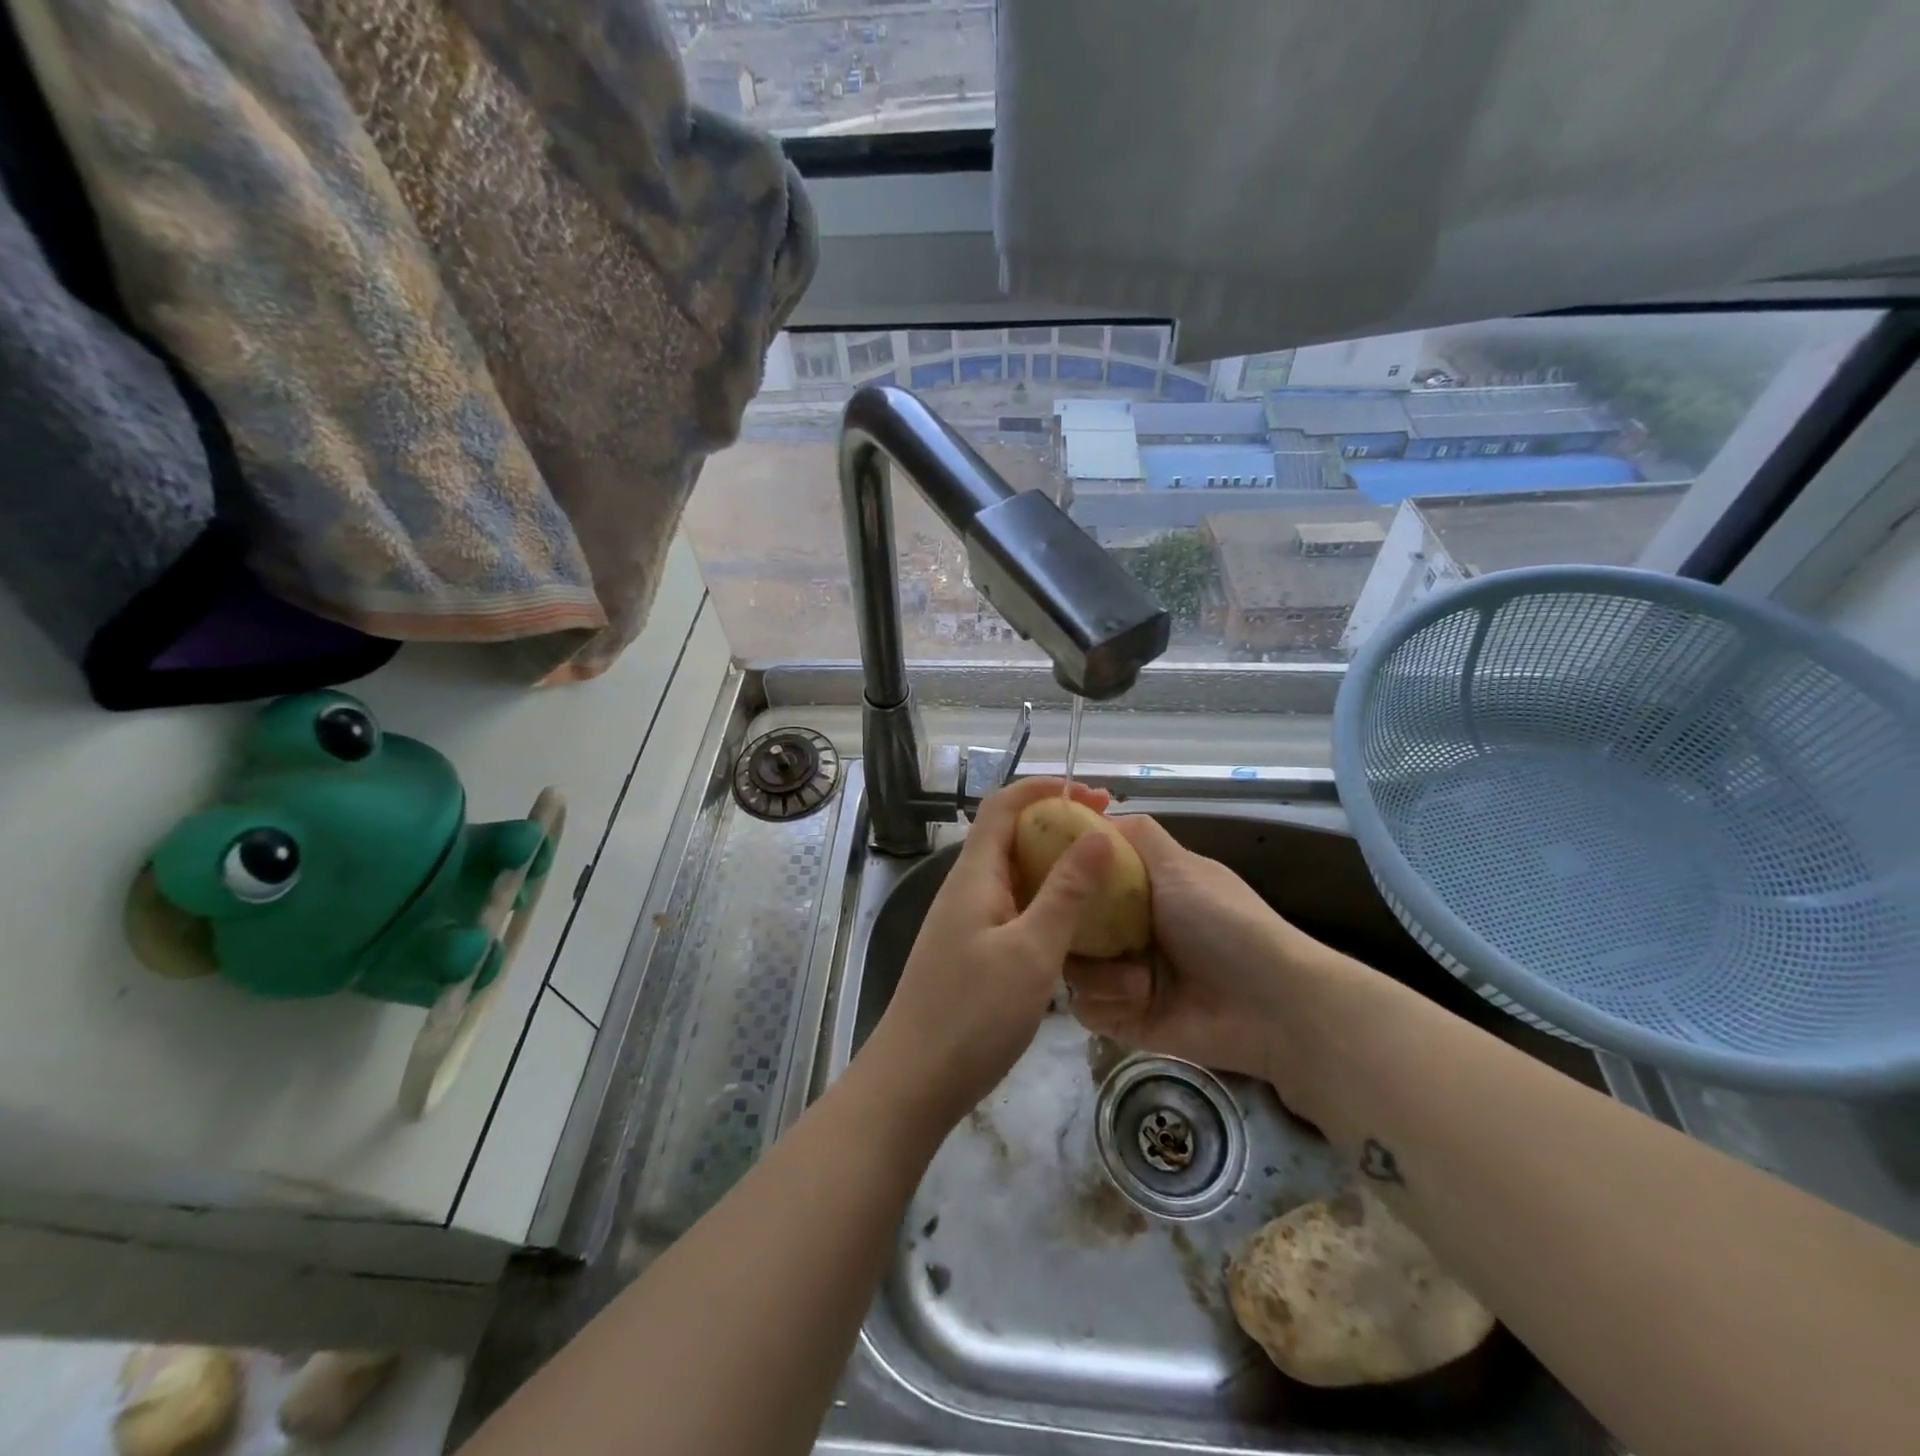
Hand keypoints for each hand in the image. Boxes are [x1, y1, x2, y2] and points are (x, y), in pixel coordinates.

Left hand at [858, 777, 1118, 1132]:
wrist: (913, 1082)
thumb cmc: (972, 1014)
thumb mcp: (1031, 951)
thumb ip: (1066, 893)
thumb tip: (1098, 836)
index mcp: (974, 875)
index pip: (1004, 806)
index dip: (1044, 789)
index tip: (1093, 795)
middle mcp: (967, 888)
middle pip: (1010, 836)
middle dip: (1057, 826)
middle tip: (1110, 837)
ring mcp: (967, 922)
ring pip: (1014, 875)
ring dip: (1054, 867)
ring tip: (1102, 877)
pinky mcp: (972, 952)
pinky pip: (1013, 909)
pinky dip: (1045, 903)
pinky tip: (1075, 925)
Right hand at [1064, 814, 1337, 1101]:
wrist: (1270, 1004)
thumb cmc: (1224, 923)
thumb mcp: (1182, 866)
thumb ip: (1139, 836)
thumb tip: (1098, 814)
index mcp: (1139, 892)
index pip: (1084, 879)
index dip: (1062, 876)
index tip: (1045, 876)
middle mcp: (1126, 930)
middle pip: (1068, 925)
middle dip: (1072, 932)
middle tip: (1080, 935)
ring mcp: (1124, 975)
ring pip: (1073, 969)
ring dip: (1100, 975)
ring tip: (1137, 981)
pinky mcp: (1126, 1018)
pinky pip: (1087, 1009)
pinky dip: (1108, 1004)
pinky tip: (1138, 1002)